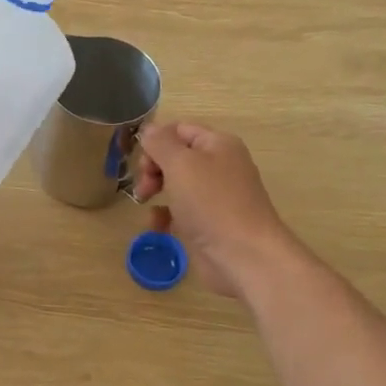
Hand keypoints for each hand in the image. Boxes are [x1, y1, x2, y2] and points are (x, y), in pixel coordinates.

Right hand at [133, 122, 296, 298]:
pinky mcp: (208, 223)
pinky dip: (164, 215)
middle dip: (153, 167)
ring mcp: (214, 197)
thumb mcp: (181, 164)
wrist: (244, 256)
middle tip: (145, 185)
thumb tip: (148, 129)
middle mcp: (218, 166)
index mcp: (218, 144)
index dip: (156, 141)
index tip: (140, 161)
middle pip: (175, 156)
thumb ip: (160, 143)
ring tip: (145, 202)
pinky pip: (179, 211)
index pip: (179, 130)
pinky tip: (157, 225)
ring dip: (155, 190)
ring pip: (175, 184)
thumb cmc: (212, 203)